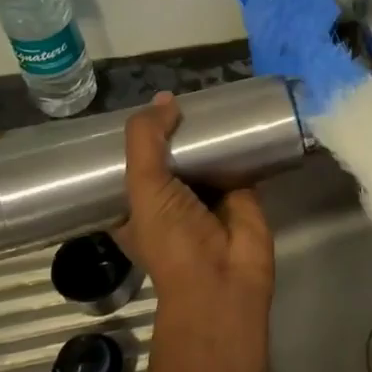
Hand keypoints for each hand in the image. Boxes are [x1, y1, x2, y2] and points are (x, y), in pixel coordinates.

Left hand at [116, 93, 274, 320]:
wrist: (223, 279)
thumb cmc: (171, 240)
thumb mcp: (143, 187)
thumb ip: (147, 140)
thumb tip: (166, 98)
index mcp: (137, 203)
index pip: (130, 163)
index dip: (134, 136)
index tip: (139, 104)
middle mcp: (170, 197)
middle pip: (171, 152)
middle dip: (174, 127)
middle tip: (180, 91)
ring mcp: (207, 194)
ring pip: (204, 152)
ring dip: (207, 129)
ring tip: (211, 94)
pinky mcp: (241, 191)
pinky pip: (239, 157)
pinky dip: (240, 139)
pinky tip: (242, 113)